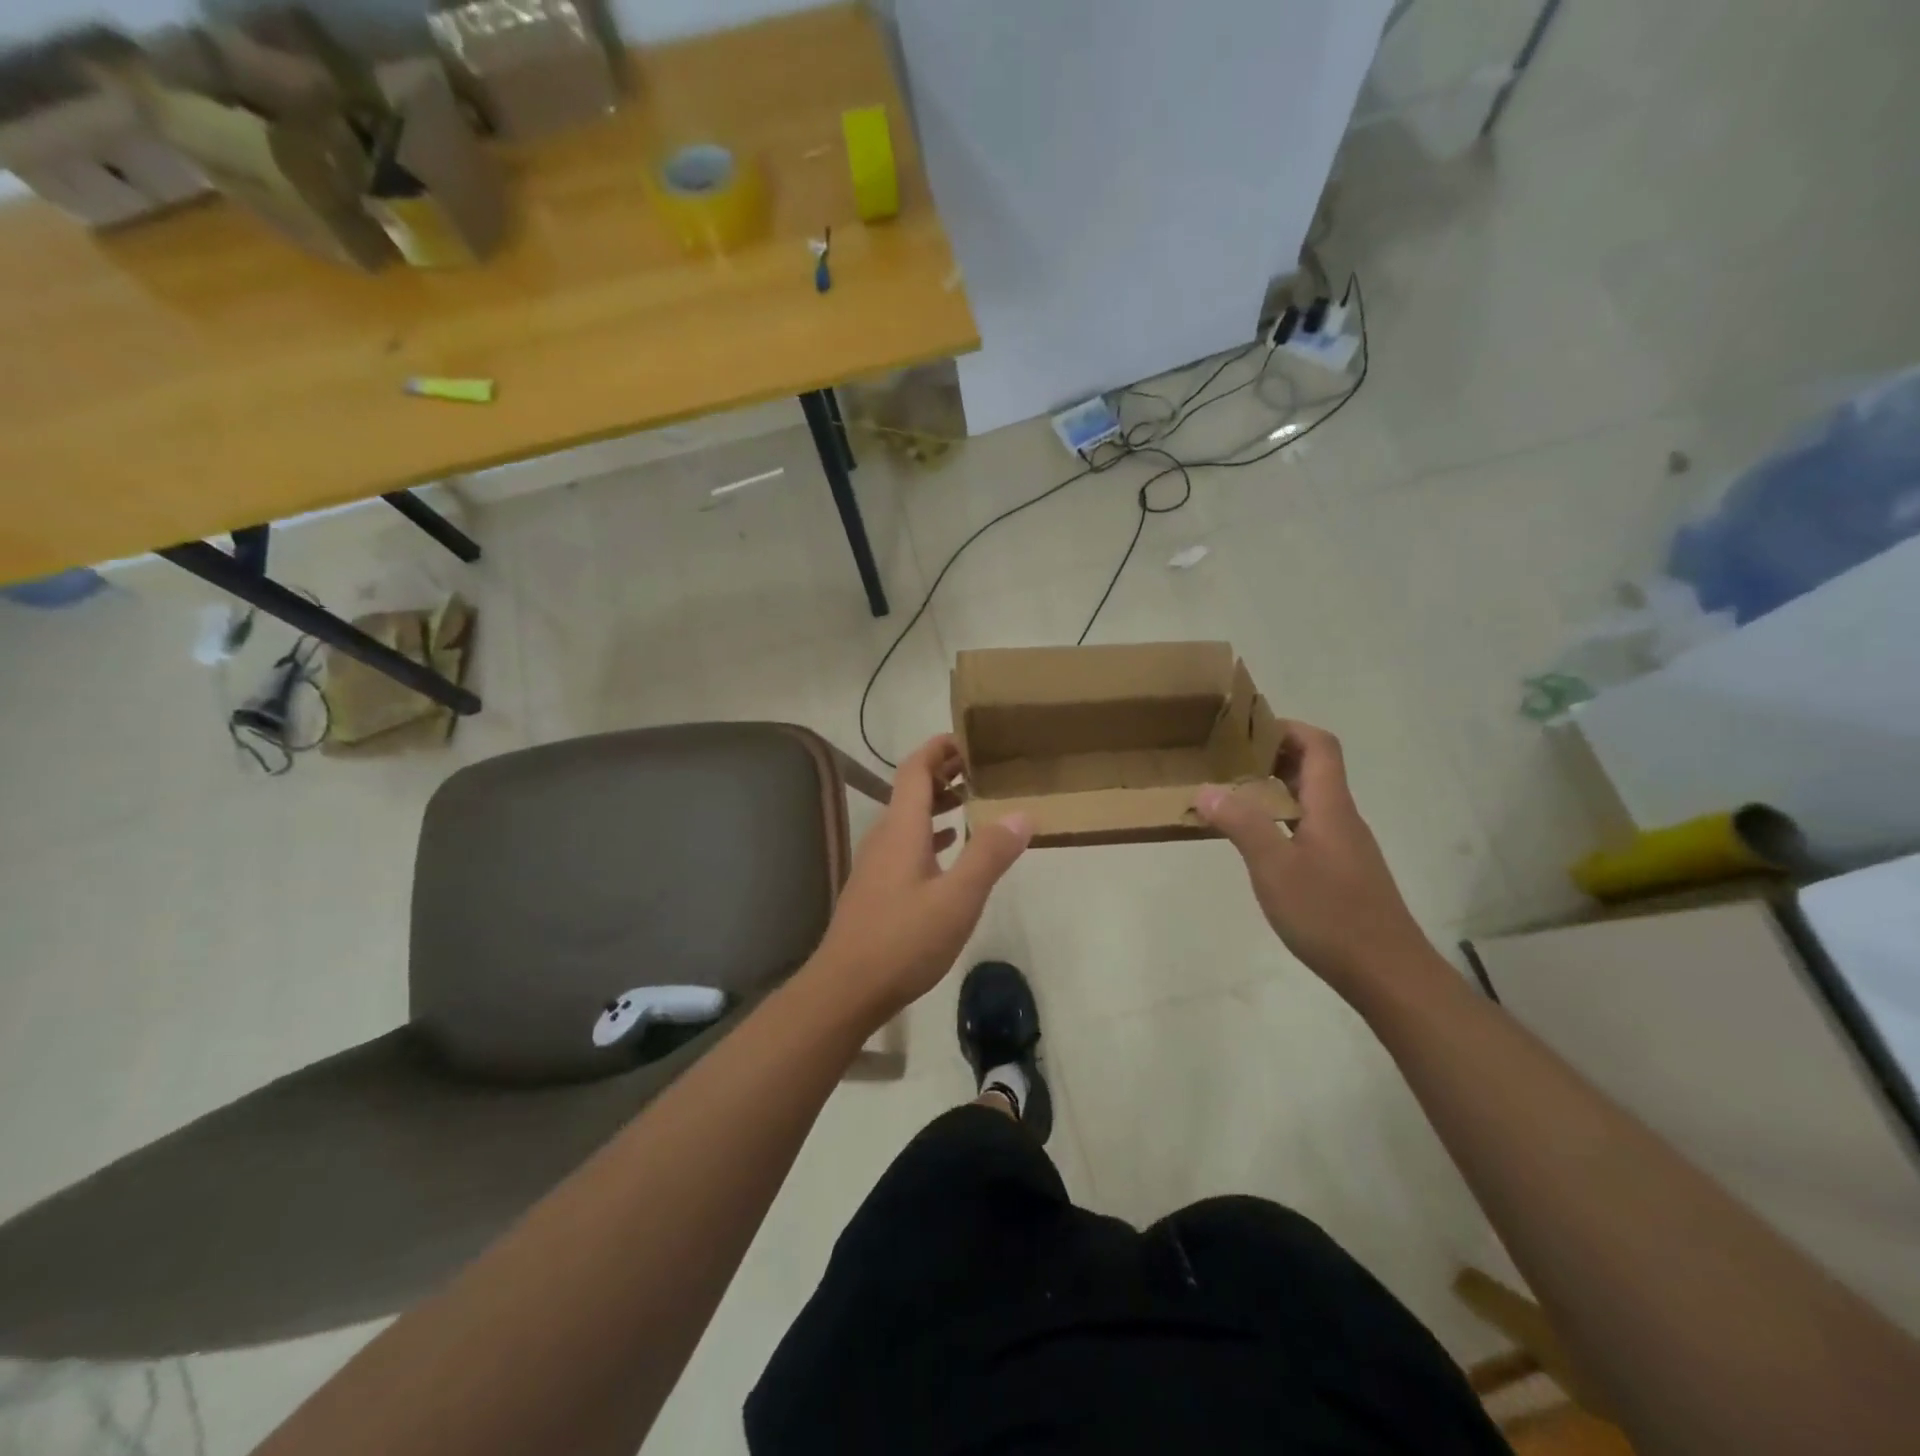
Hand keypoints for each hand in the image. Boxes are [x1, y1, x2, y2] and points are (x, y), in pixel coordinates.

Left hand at [812, 736, 1031, 1020]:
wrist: (845, 988)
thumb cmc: (903, 940)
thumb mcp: (957, 899)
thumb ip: (988, 854)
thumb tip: (1022, 813)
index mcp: (902, 829)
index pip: (915, 769)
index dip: (939, 748)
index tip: (969, 738)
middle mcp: (884, 837)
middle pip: (911, 790)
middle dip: (944, 773)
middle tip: (982, 769)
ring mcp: (876, 863)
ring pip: (908, 819)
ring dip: (937, 804)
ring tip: (971, 802)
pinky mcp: (876, 887)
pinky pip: (905, 844)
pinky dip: (929, 835)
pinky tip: (948, 851)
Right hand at [1194, 721, 1433, 996]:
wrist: (1389, 974)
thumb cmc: (1330, 915)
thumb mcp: (1275, 868)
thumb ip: (1241, 825)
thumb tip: (1206, 788)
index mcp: (1331, 807)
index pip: (1319, 745)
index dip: (1286, 728)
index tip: (1245, 731)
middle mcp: (1343, 818)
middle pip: (1315, 768)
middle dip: (1272, 756)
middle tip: (1226, 762)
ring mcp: (1346, 847)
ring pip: (1311, 800)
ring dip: (1274, 789)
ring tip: (1232, 798)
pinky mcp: (1343, 872)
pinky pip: (1310, 827)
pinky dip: (1281, 820)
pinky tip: (1257, 843)